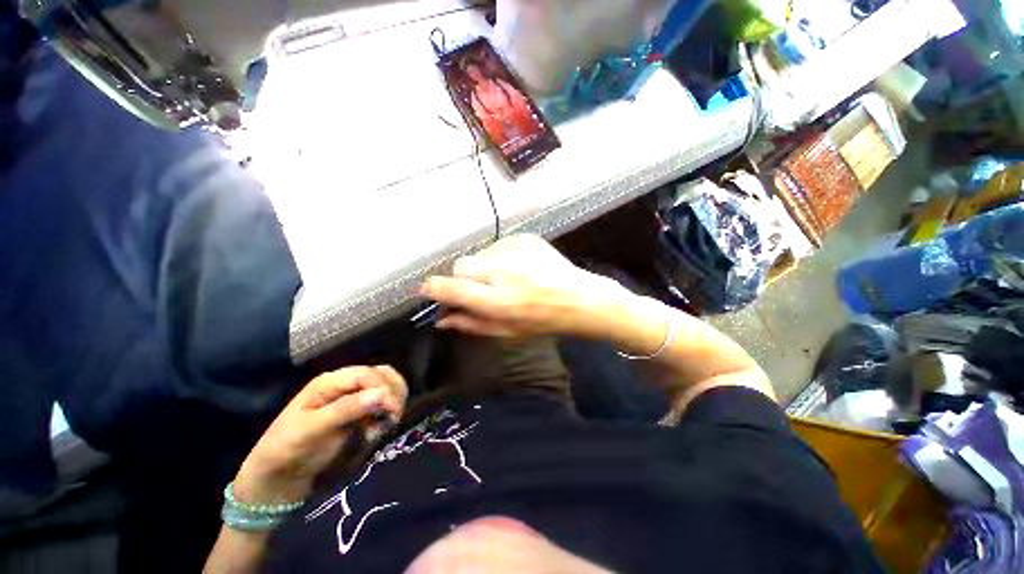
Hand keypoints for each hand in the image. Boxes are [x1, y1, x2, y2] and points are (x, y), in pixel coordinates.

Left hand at [233, 366, 407, 505]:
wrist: (277, 477)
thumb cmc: (287, 449)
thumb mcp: (311, 429)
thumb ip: (346, 409)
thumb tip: (383, 394)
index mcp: (329, 381)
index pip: (368, 374)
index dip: (385, 387)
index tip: (393, 410)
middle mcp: (344, 384)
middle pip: (381, 375)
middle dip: (393, 392)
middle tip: (394, 416)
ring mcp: (352, 398)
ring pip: (385, 387)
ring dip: (393, 401)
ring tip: (387, 422)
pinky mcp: (358, 413)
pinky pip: (381, 404)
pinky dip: (387, 413)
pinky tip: (379, 428)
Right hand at [420, 235, 629, 338]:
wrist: (579, 298)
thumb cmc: (543, 321)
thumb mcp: (507, 332)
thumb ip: (472, 324)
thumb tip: (442, 319)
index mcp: (499, 300)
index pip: (453, 288)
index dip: (436, 288)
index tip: (429, 290)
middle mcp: (504, 271)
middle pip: (462, 265)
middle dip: (464, 278)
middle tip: (482, 289)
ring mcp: (515, 250)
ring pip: (480, 254)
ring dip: (484, 268)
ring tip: (507, 279)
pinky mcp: (524, 238)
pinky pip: (498, 247)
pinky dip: (500, 258)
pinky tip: (519, 268)